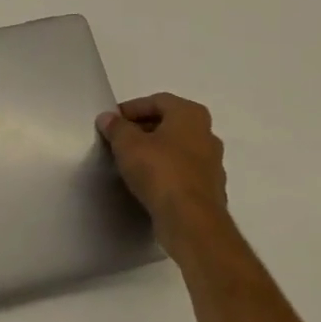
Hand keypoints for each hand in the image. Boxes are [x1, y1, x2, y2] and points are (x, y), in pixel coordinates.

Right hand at [98, 94, 234, 261]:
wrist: (191, 220)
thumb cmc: (160, 171)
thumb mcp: (128, 144)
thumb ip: (116, 127)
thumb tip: (108, 118)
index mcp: (191, 115)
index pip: (157, 101)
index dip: (131, 108)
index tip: (112, 122)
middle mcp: (207, 134)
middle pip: (170, 124)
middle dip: (143, 129)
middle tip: (118, 141)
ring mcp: (212, 163)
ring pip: (178, 149)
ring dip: (155, 152)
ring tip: (130, 162)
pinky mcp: (210, 189)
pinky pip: (183, 172)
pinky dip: (166, 172)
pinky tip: (148, 183)